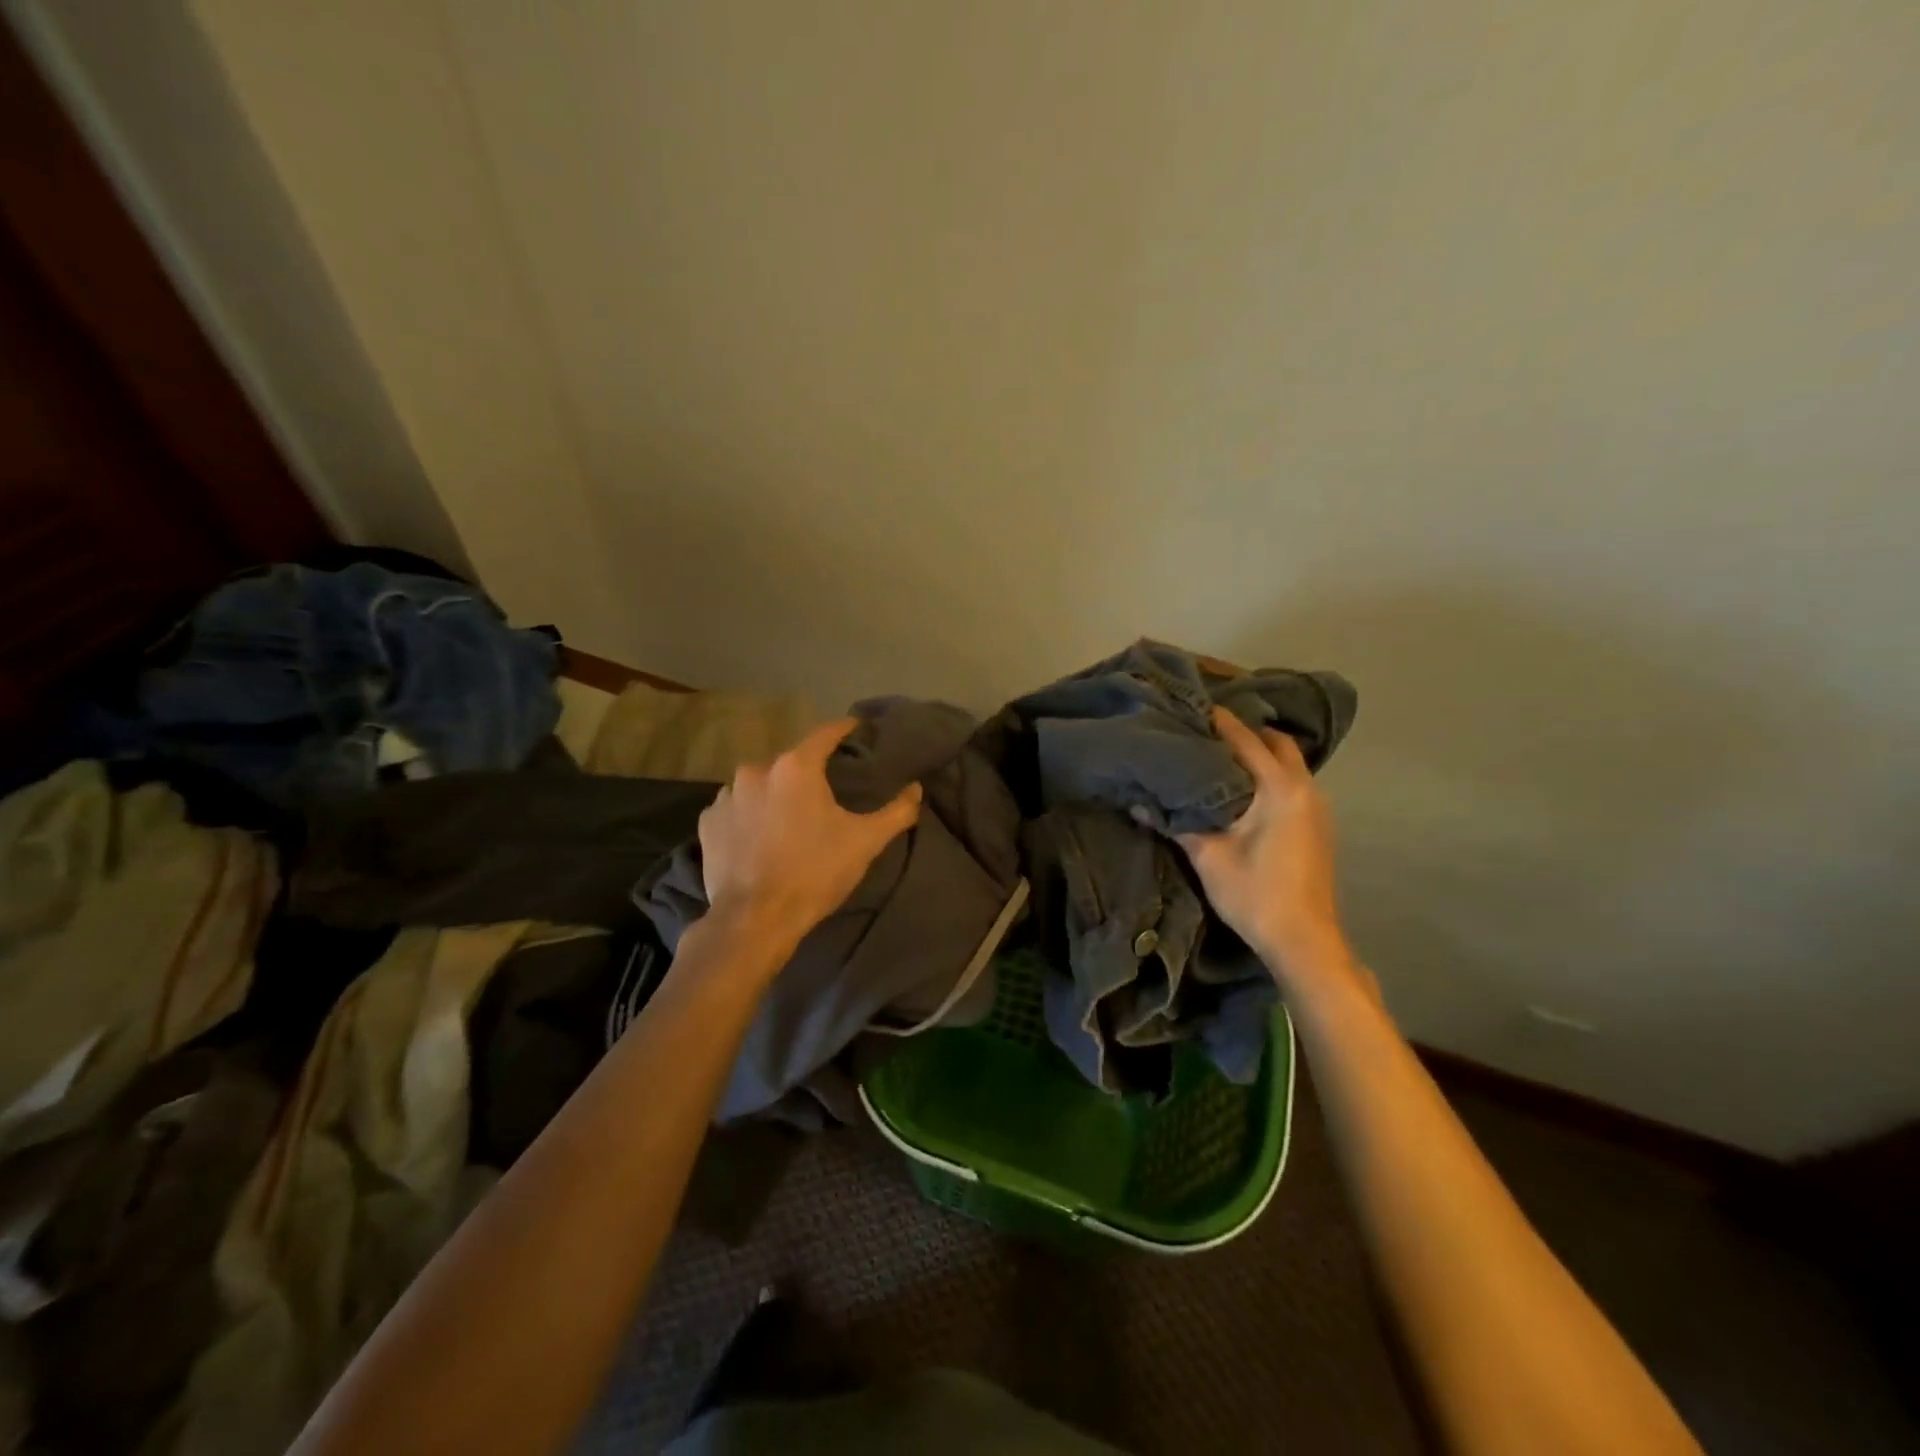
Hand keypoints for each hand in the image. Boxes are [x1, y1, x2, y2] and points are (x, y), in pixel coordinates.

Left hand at [698, 718, 921, 948]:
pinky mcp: (707, 823)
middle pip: (789, 762)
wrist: (755, 919)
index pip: (824, 734)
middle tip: (822, 793)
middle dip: (806, 773)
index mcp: (796, 767)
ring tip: (787, 819)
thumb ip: (896, 812)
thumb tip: (916, 789)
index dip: (843, 730)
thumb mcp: (865, 842)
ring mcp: (726, 796)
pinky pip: (734, 809)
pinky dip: (747, 816)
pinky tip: (757, 837)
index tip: (854, 728)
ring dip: (773, 795)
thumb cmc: (815, 872)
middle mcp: (756, 771)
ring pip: (758, 785)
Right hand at [1177, 707, 1355, 991]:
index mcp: (1280, 788)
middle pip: (1277, 743)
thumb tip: (1137, 801)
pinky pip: (1293, 782)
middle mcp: (1305, 788)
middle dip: (1246, 732)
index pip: (1246, 740)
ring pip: (1288, 763)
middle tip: (1208, 731)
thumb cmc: (1255, 893)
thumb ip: (1175, 822)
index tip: (1193, 707)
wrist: (1303, 940)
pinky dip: (1270, 774)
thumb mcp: (1208, 856)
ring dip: (1260, 754)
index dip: (1219, 722)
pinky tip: (1243, 789)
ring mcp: (1317, 807)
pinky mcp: (1317, 825)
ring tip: (1220, 756)